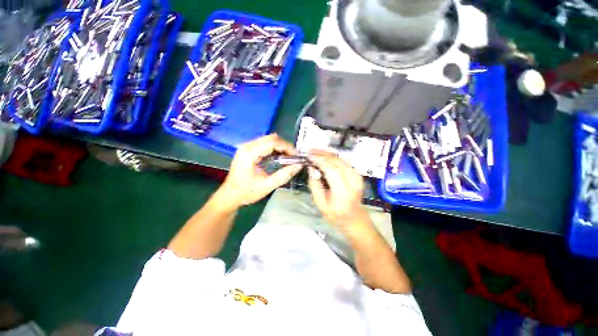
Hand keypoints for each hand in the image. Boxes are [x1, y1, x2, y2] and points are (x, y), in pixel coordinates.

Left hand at [219, 134, 301, 208]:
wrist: (229, 196)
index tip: (296, 156)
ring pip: (268, 140)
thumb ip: (284, 175)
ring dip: (280, 147)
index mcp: (250, 153)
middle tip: (293, 157)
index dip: (287, 147)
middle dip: (284, 146)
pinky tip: (278, 158)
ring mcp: (246, 147)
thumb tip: (299, 165)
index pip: (272, 142)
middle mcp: (247, 146)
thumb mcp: (267, 186)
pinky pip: (264, 144)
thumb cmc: (246, 192)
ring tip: (288, 158)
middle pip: (271, 138)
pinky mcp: (247, 150)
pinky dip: (274, 149)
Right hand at [307, 150, 369, 230]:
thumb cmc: (336, 215)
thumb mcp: (320, 204)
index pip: (331, 169)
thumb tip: (311, 168)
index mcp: (343, 191)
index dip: (319, 160)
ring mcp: (357, 176)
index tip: (308, 156)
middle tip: (310, 151)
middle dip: (322, 154)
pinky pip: (344, 161)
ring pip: (341, 159)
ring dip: (328, 153)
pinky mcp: (357, 174)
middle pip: (337, 161)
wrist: (355, 218)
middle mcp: (352, 181)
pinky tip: (325, 155)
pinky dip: (334, 157)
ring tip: (316, 151)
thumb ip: (315, 185)